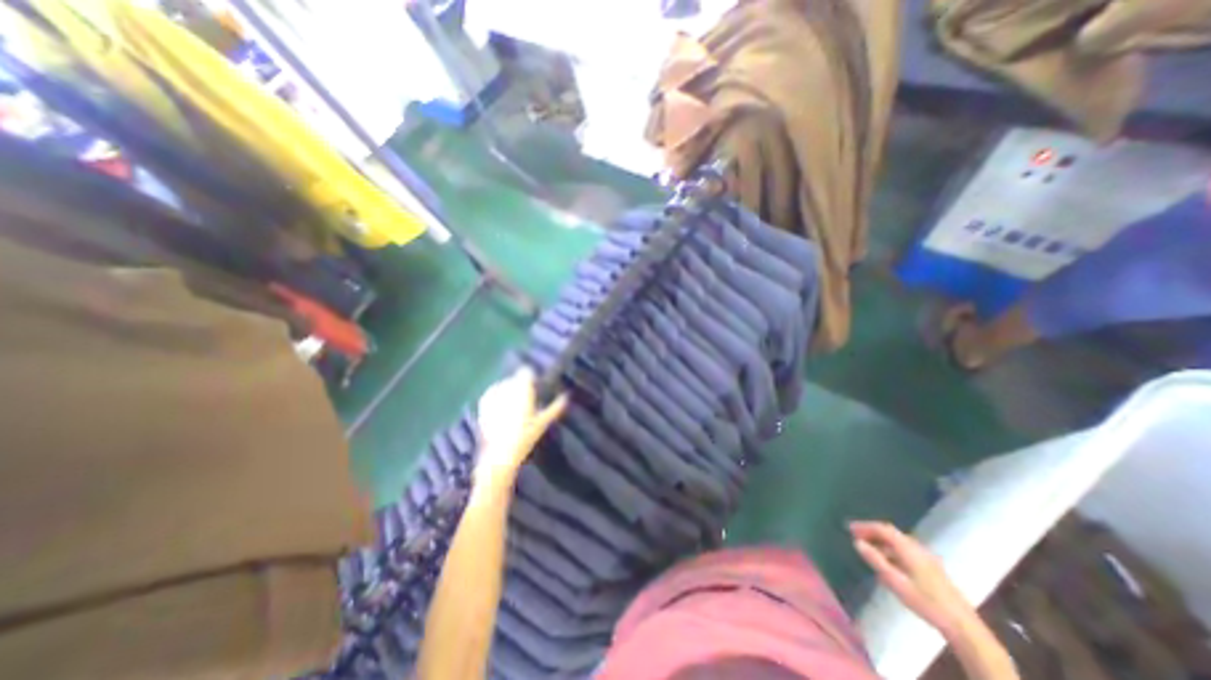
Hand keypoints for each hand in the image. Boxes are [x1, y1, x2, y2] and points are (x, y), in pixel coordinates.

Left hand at [472, 369, 568, 484]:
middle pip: (514, 379)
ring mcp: (493, 395)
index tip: (534, 386)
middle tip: (524, 400)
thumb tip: (567, 397)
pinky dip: (495, 397)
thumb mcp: (543, 422)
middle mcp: (507, 388)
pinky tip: (499, 408)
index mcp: (523, 389)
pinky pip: (491, 393)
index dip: (530, 378)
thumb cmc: (525, 437)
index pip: (526, 372)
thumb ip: (555, 408)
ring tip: (511, 406)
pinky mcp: (483, 403)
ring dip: (507, 391)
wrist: (500, 453)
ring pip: (502, 385)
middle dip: (519, 386)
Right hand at [851, 522, 971, 636]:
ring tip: (868, 547)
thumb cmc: (925, 601)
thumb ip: (875, 560)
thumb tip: (857, 542)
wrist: (962, 625)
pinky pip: (906, 549)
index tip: (849, 528)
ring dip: (882, 541)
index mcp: (908, 548)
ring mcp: (927, 557)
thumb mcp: (895, 581)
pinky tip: (887, 560)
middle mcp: (918, 547)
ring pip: (899, 541)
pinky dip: (891, 549)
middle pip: (891, 533)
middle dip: (872, 531)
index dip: (864, 526)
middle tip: (855, 535)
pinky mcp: (932, 567)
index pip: (883, 529)